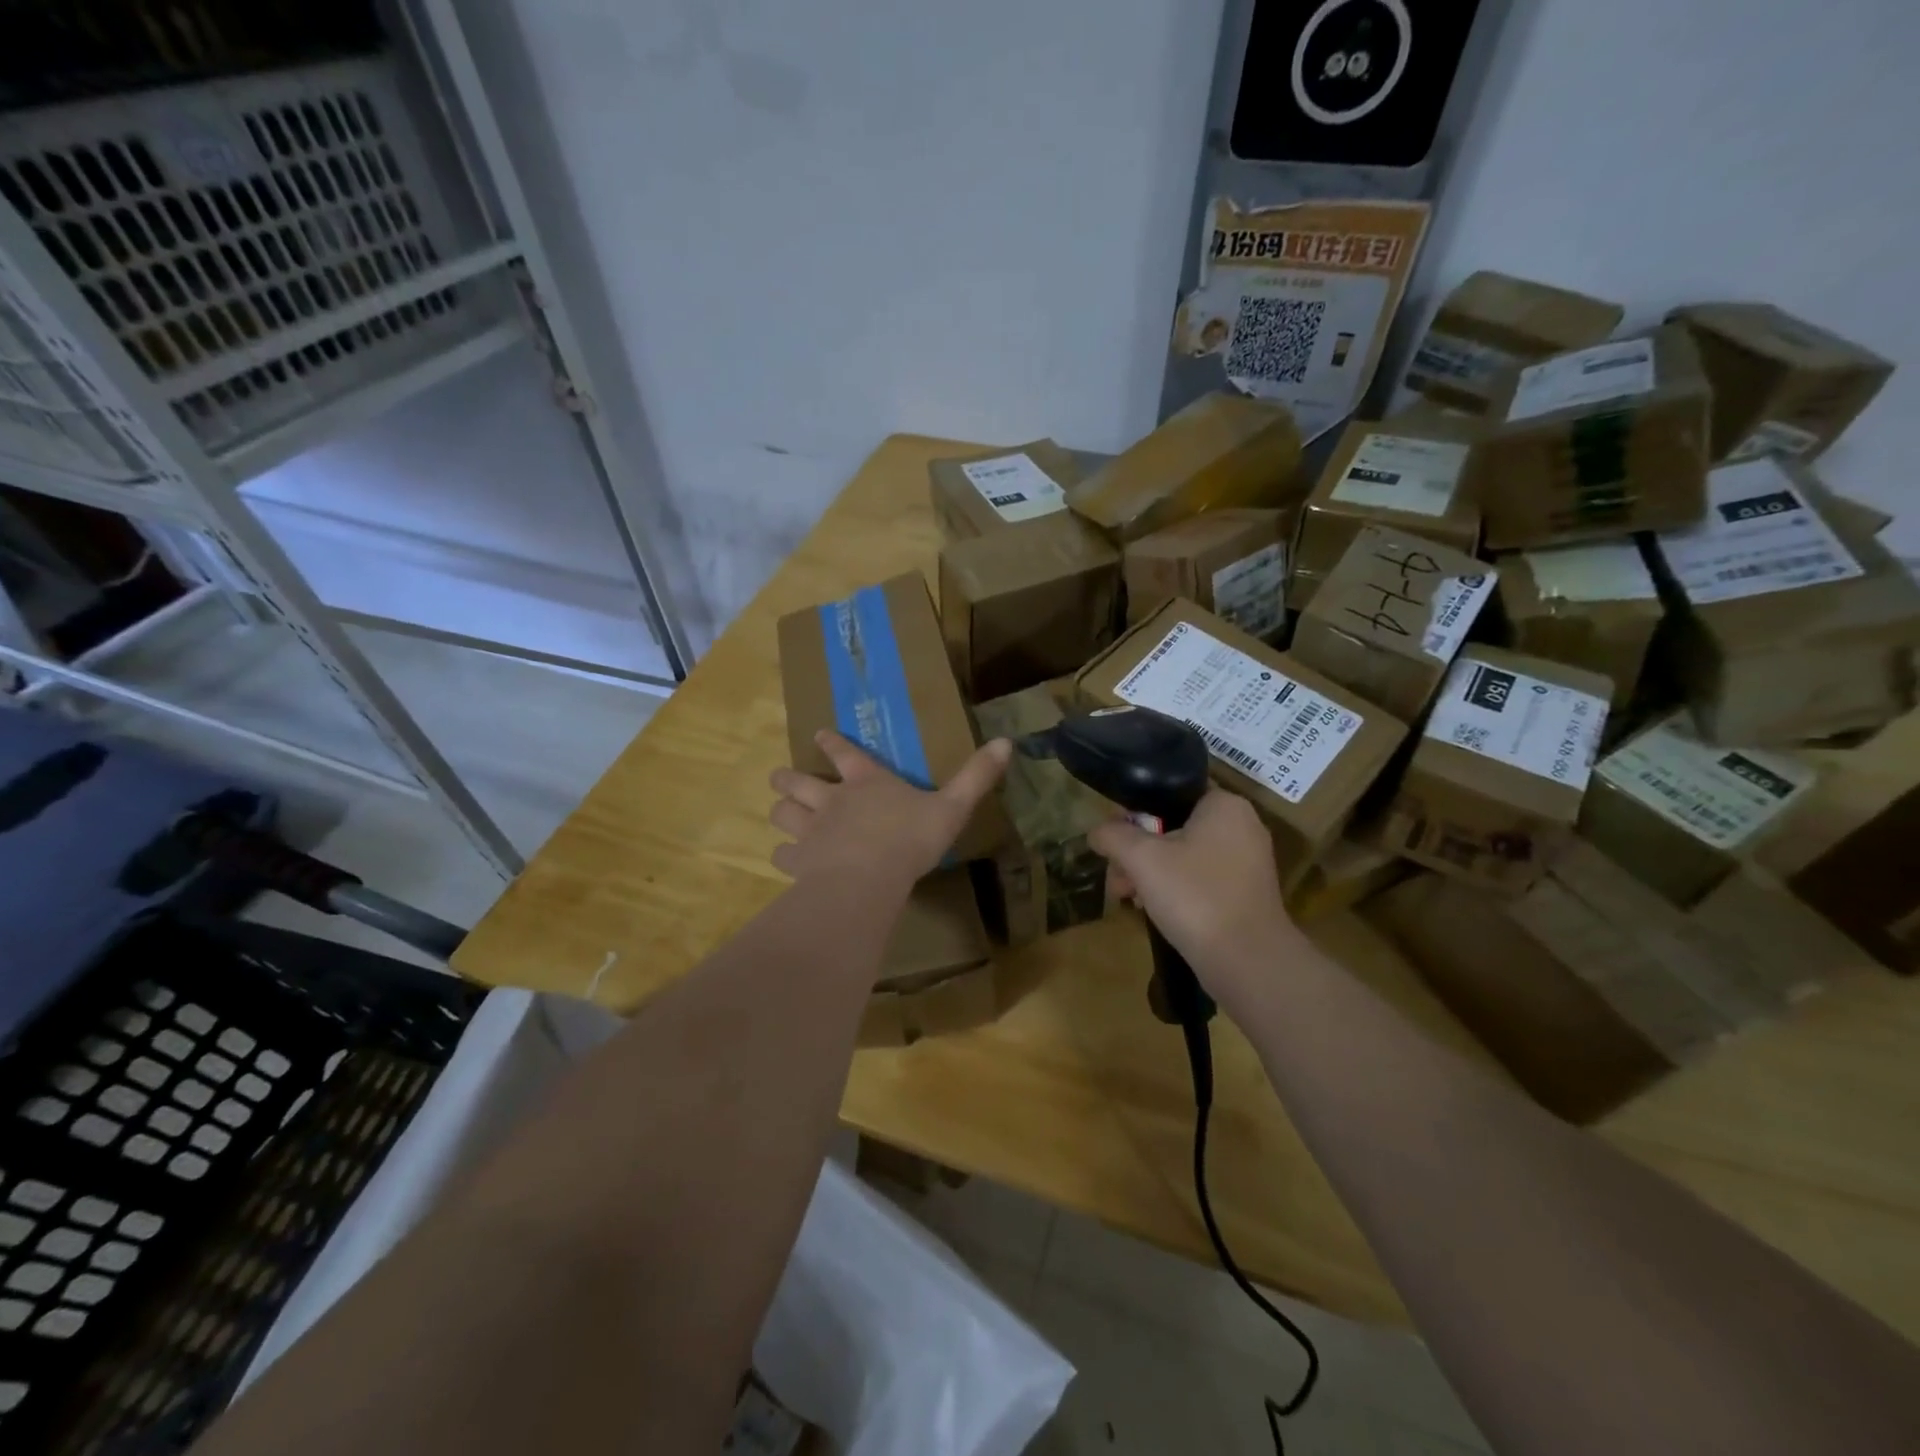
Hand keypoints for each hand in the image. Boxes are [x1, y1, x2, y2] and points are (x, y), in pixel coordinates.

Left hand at [768, 730, 1011, 888]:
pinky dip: (783, 856)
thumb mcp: (953, 806)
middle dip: (787, 778)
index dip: (830, 742)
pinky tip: (787, 861)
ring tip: (780, 812)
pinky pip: (783, 855)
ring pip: (783, 814)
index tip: (817, 734)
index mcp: (867, 782)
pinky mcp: (800, 861)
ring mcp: (811, 830)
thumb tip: (1008, 742)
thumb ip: (977, 776)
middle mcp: (832, 800)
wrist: (868, 878)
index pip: (845, 753)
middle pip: (798, 782)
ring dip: (781, 811)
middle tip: (780, 777)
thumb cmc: (911, 838)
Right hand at [1089, 789, 1303, 1012]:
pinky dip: (1176, 890)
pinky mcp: (1246, 894)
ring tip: (1129, 899)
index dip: (1134, 814)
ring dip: (1151, 874)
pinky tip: (1154, 911)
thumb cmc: (1195, 896)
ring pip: (1184, 856)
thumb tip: (1097, 832)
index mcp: (1224, 805)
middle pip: (1173, 827)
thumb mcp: (1142, 858)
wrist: (1247, 961)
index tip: (1114, 841)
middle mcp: (1242, 826)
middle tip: (1117, 878)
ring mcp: (1247, 862)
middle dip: (1138, 853)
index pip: (1168, 794)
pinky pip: (1201, 879)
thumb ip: (1114, 835)